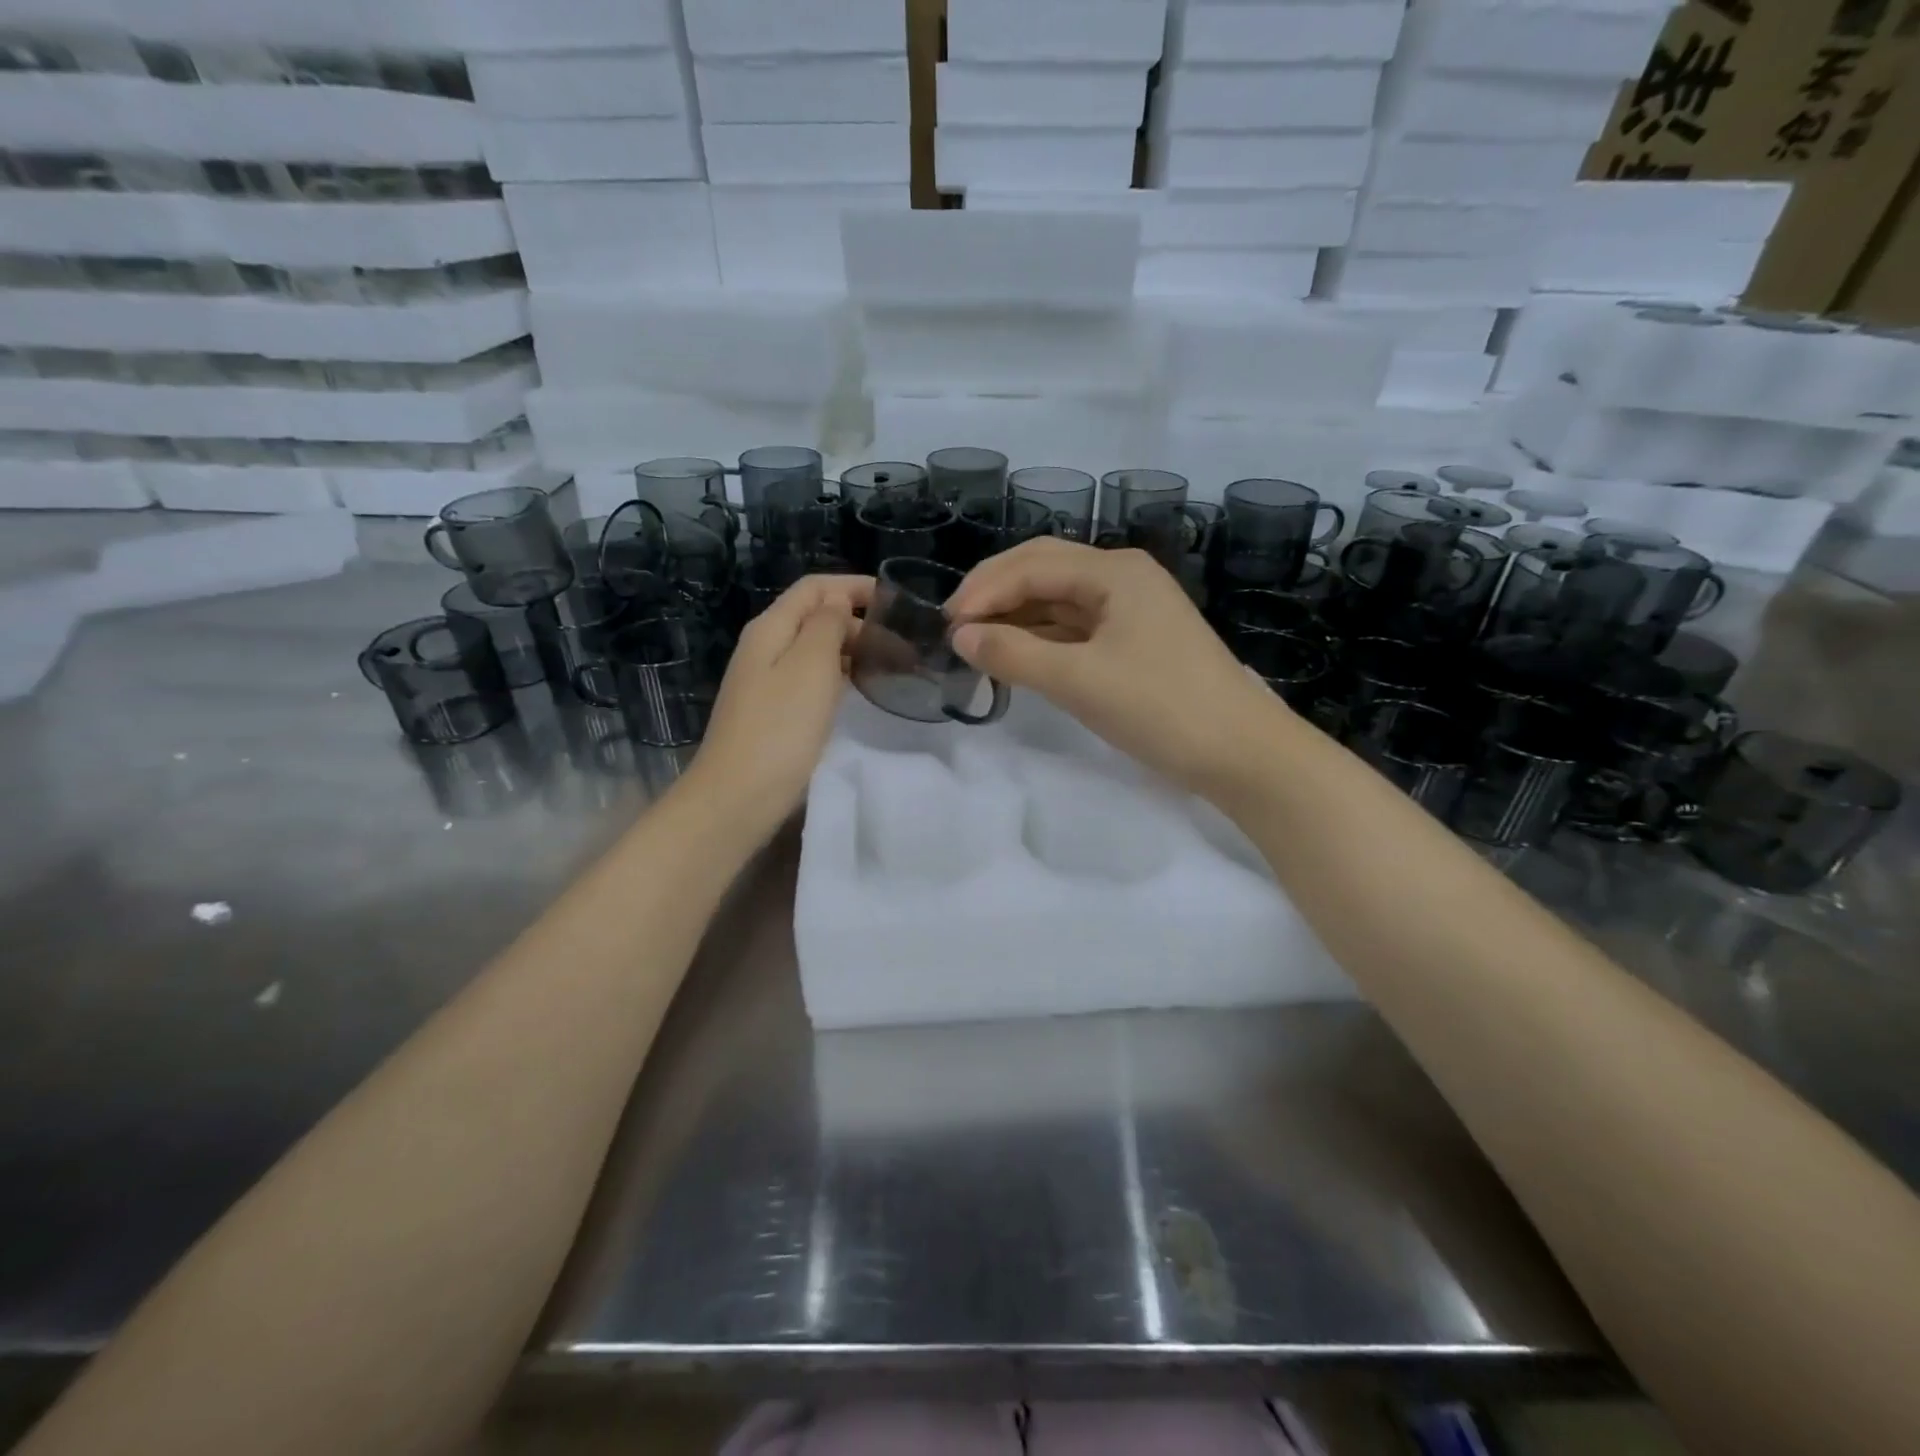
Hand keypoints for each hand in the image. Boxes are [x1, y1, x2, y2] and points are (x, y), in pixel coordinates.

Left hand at [681, 574, 872, 840]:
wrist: (739, 795)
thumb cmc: (780, 727)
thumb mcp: (810, 665)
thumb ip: (827, 625)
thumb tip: (838, 601)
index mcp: (771, 628)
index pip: (814, 588)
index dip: (853, 586)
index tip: (895, 601)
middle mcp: (765, 647)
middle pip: (814, 617)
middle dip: (857, 621)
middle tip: (901, 644)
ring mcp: (767, 681)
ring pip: (815, 650)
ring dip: (851, 650)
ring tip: (890, 666)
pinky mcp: (775, 712)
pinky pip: (812, 679)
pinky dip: (839, 677)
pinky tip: (859, 693)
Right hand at [946, 539, 1287, 797]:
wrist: (1241, 754)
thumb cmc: (1161, 708)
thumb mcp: (1079, 681)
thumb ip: (1014, 654)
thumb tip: (961, 636)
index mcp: (1114, 571)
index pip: (1032, 564)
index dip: (983, 590)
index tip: (946, 626)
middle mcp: (1123, 578)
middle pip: (1044, 570)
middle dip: (996, 593)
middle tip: (955, 627)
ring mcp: (1132, 610)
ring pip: (1059, 600)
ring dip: (1017, 616)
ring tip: (977, 643)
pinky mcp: (1135, 641)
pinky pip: (1076, 628)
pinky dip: (1042, 638)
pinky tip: (1017, 655)